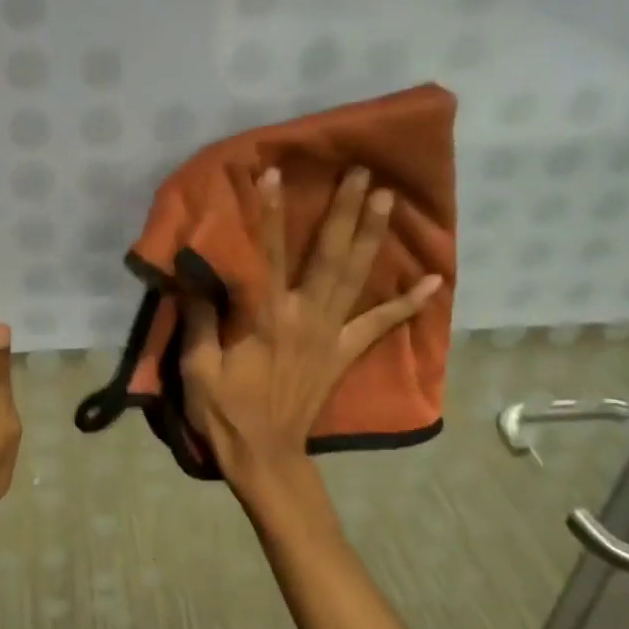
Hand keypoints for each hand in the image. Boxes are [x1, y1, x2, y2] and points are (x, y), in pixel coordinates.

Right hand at [179, 167, 441, 506]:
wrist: (265, 455)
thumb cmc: (225, 411)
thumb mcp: (197, 367)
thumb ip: (199, 317)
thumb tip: (195, 273)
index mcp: (265, 317)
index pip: (265, 254)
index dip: (268, 214)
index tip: (276, 174)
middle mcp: (304, 316)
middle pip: (327, 256)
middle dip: (343, 212)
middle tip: (361, 173)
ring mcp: (330, 334)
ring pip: (355, 278)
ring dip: (371, 236)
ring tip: (386, 200)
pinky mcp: (344, 353)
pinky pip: (380, 325)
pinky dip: (407, 303)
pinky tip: (433, 280)